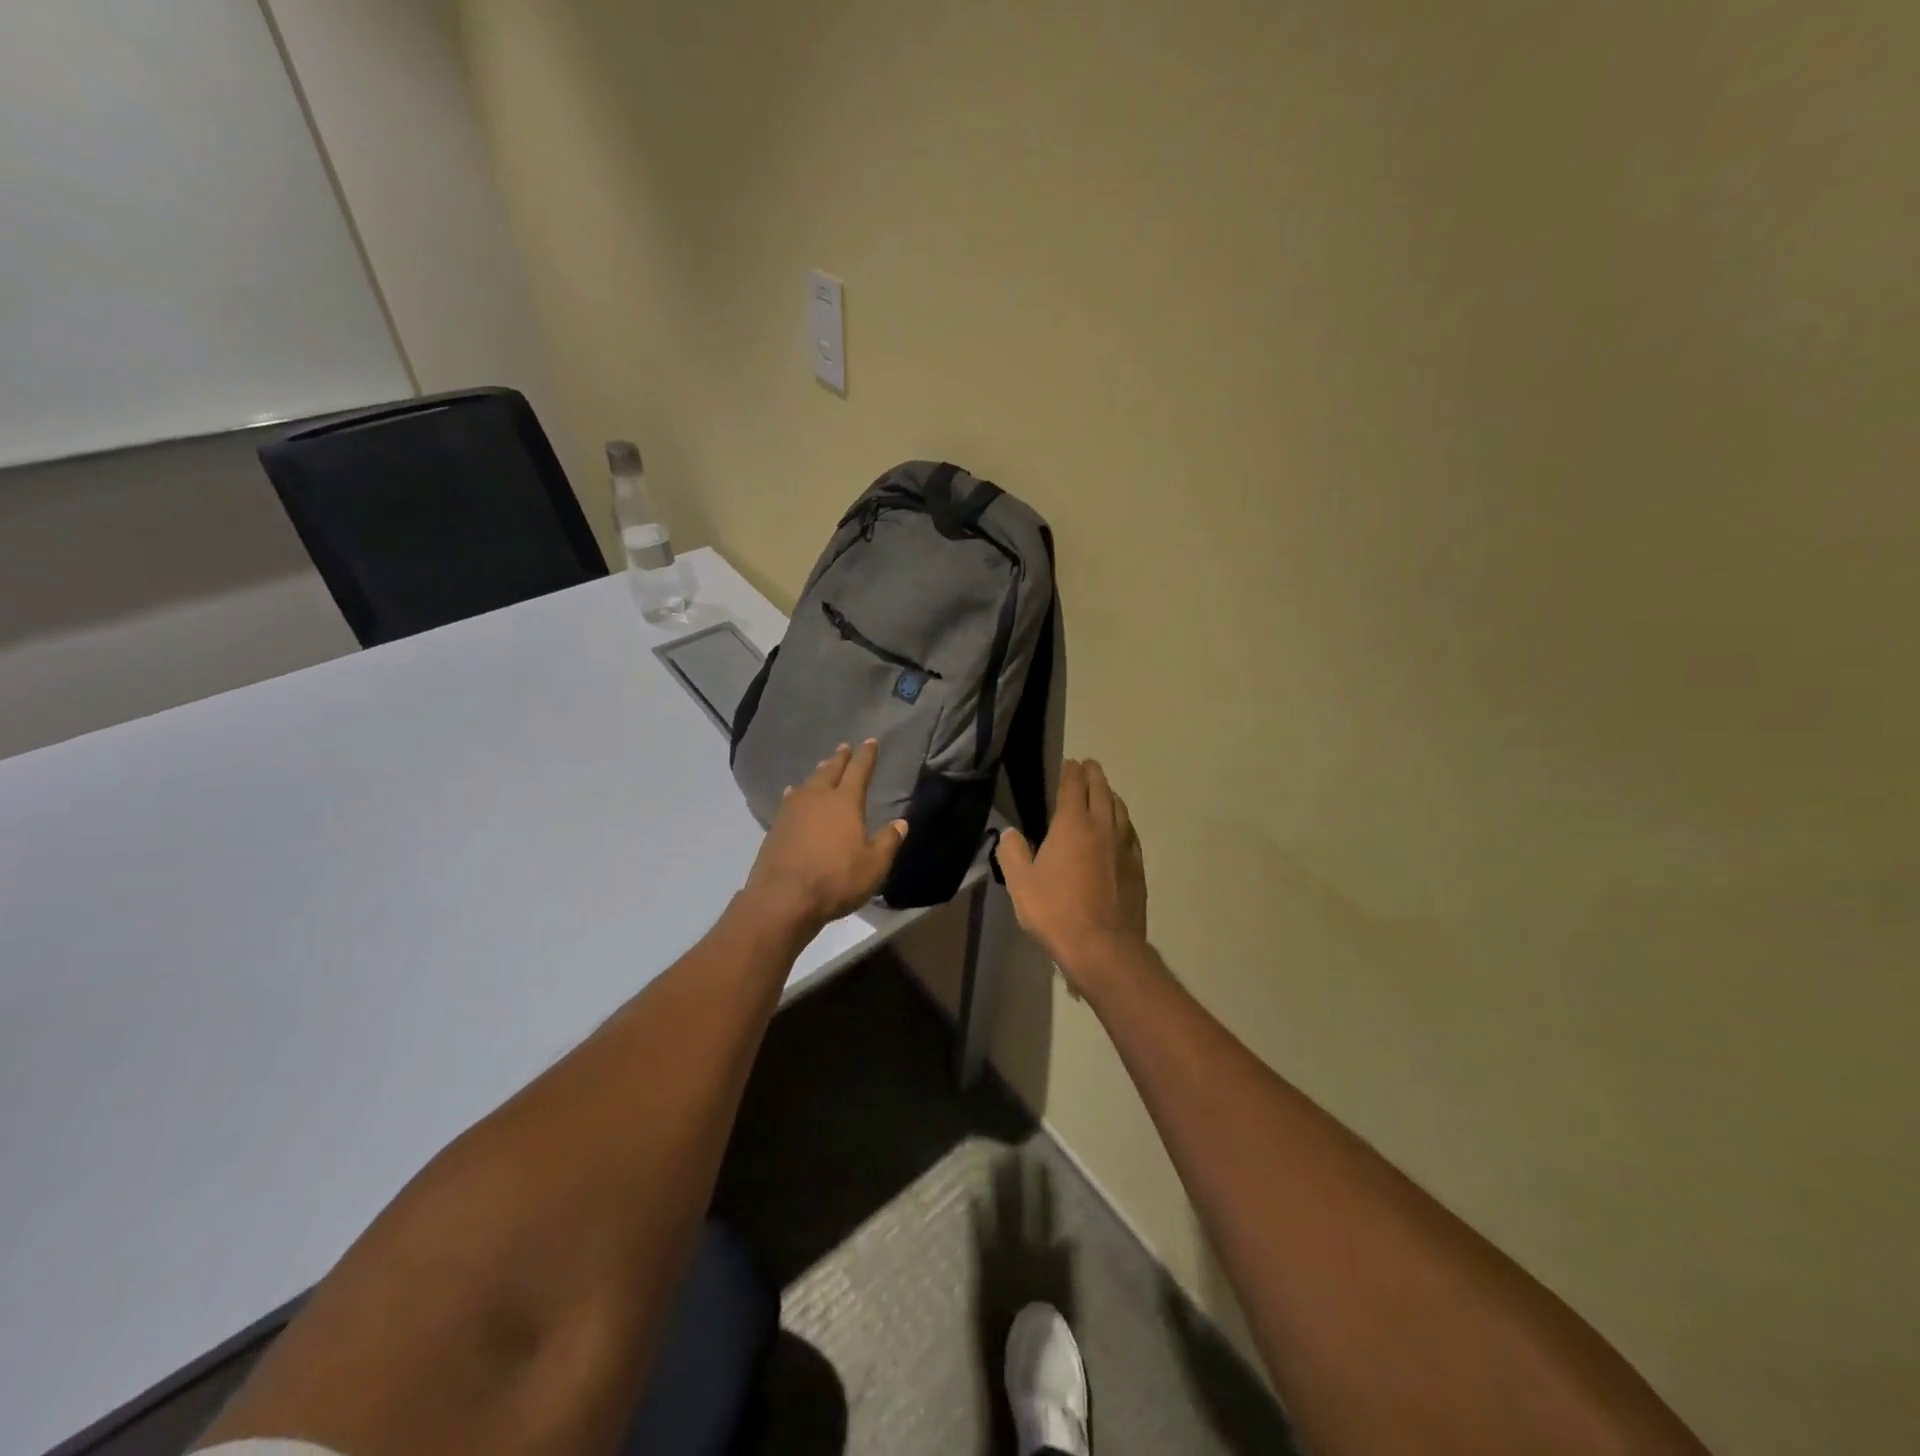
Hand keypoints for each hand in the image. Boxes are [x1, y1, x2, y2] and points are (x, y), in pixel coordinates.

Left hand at [741, 740, 906, 931]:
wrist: (783, 898)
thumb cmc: (836, 879)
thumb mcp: (874, 865)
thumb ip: (888, 841)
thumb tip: (901, 823)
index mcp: (845, 802)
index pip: (859, 770)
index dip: (866, 755)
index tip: (870, 741)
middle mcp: (818, 798)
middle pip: (830, 770)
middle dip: (840, 758)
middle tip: (845, 747)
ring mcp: (793, 811)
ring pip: (808, 783)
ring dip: (818, 773)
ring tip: (823, 767)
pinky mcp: (776, 826)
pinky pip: (791, 799)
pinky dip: (797, 792)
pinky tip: (793, 794)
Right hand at [997, 759, 1147, 993]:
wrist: (1103, 946)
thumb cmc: (1056, 911)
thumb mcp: (1020, 883)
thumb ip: (1012, 853)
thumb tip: (1010, 834)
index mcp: (1072, 824)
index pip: (1073, 786)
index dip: (1071, 772)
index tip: (1070, 763)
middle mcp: (1102, 827)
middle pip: (1101, 791)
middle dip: (1094, 775)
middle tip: (1089, 765)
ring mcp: (1124, 847)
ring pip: (1120, 810)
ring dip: (1111, 795)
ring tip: (1105, 792)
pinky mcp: (1137, 867)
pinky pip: (1130, 834)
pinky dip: (1123, 822)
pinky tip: (1121, 830)